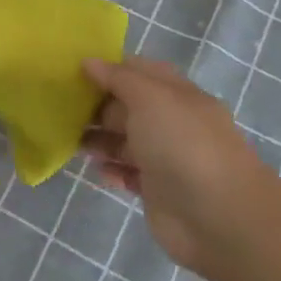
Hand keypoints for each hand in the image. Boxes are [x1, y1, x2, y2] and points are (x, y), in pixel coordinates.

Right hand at [81, 57, 280, 274]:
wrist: (220, 218)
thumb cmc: (183, 146)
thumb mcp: (150, 98)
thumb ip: (118, 78)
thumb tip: (89, 62)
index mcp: (177, 95)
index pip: (140, 72)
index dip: (109, 68)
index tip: (74, 70)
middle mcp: (173, 123)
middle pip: (128, 107)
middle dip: (97, 106)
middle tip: (61, 108)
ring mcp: (166, 158)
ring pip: (125, 141)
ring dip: (99, 139)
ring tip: (71, 141)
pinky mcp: (158, 191)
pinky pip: (128, 174)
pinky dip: (111, 170)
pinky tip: (98, 170)